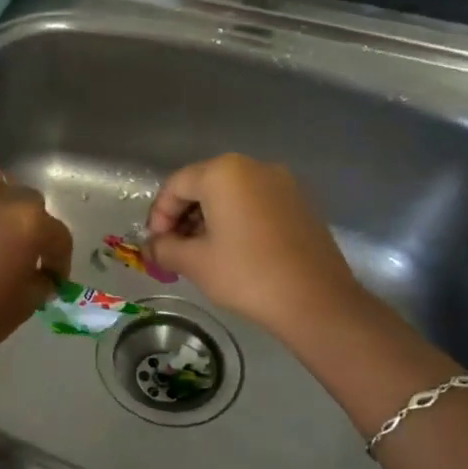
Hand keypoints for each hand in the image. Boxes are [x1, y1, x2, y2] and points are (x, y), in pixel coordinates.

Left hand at [0, 162, 73, 364]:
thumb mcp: (24, 306)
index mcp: (29, 224)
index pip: (58, 235)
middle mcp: (0, 200)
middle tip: (24, 251)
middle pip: (28, 199)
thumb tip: (42, 278)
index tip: (54, 278)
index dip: (60, 260)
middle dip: (32, 224)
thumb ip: (40, 284)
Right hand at [144, 154, 365, 337]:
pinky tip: (232, 251)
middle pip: (203, 184)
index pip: (176, 185)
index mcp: (223, 173)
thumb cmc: (247, 275)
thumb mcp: (194, 263)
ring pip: (230, 194)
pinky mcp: (299, 203)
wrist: (316, 301)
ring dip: (208, 218)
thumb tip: (151, 246)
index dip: (159, 214)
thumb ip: (164, 248)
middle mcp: (254, 167)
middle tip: (174, 249)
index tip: (156, 245)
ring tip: (201, 253)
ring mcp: (282, 183)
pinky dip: (236, 220)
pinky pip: (255, 203)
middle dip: (182, 215)